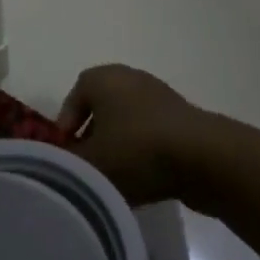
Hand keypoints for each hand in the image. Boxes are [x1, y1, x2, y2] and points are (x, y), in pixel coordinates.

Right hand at [59, 64, 222, 206]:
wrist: (204, 158)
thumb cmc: (136, 151)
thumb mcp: (89, 164)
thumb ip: (64, 165)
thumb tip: (56, 166)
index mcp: (103, 78)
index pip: (73, 98)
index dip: (65, 129)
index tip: (65, 158)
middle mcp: (130, 78)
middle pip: (101, 110)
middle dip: (91, 139)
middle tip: (86, 170)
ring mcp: (160, 97)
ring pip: (126, 124)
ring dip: (117, 148)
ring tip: (114, 181)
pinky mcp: (182, 119)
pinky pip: (150, 135)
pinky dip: (142, 154)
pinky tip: (143, 180)